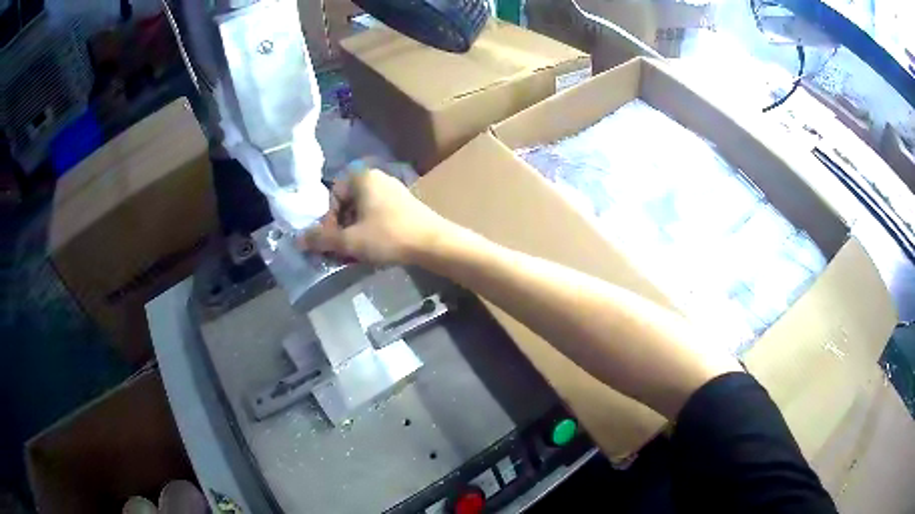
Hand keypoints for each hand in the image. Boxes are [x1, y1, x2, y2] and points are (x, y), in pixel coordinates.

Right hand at [299, 170, 450, 264]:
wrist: (434, 244)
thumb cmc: (388, 236)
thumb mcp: (350, 241)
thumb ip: (321, 239)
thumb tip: (297, 240)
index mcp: (362, 177)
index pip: (333, 196)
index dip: (328, 221)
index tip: (333, 241)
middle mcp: (378, 178)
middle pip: (348, 203)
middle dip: (341, 227)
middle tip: (343, 249)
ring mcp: (394, 190)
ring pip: (363, 211)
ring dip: (355, 231)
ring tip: (358, 252)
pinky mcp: (406, 204)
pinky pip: (379, 214)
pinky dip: (371, 229)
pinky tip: (376, 248)